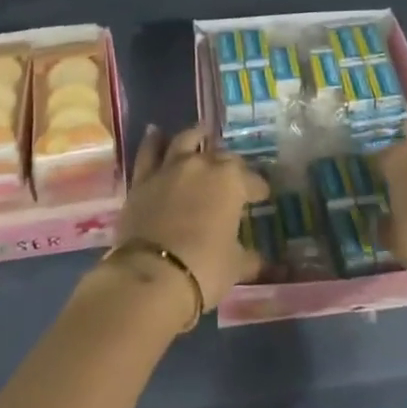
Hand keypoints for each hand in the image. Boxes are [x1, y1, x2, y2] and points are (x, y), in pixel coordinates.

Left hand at [119, 126, 269, 309]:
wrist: (151, 275)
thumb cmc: (203, 269)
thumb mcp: (235, 268)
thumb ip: (249, 259)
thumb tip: (260, 261)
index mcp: (231, 181)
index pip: (253, 180)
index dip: (259, 188)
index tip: (262, 196)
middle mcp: (203, 165)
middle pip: (222, 156)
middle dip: (231, 164)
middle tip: (234, 174)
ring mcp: (171, 167)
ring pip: (186, 140)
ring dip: (195, 136)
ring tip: (201, 133)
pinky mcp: (144, 178)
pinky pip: (149, 152)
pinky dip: (153, 141)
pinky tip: (156, 133)